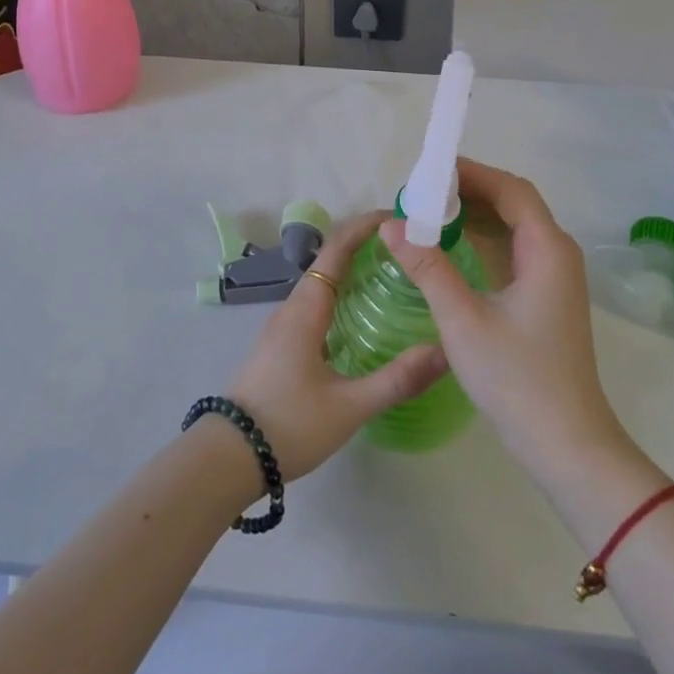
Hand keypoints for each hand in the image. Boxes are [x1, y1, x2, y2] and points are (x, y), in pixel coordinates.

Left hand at [226, 211, 449, 480]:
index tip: (399, 218)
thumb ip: (396, 380)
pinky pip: (316, 304)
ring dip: (354, 270)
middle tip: (409, 250)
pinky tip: (363, 318)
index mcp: (306, 308)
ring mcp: (283, 326)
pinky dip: (342, 295)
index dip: (365, 226)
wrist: (230, 456)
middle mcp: (293, 307)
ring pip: (322, 283)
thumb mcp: (349, 407)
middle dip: (366, 245)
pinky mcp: (281, 345)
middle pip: (330, 260)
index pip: (337, 249)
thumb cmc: (289, 424)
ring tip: (393, 277)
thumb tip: (444, 352)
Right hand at [379, 159, 630, 480]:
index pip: (511, 190)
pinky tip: (448, 250)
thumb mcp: (463, 319)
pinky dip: (481, 244)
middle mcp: (556, 255)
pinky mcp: (544, 301)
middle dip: (469, 193)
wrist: (566, 445)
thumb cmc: (517, 378)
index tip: (430, 171)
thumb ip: (427, 266)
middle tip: (420, 194)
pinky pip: (511, 255)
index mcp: (547, 249)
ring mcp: (553, 279)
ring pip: (512, 230)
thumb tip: (391, 225)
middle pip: (514, 205)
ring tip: (427, 215)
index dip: (473, 173)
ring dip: (473, 219)